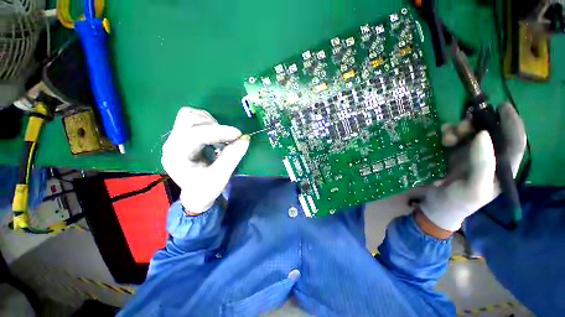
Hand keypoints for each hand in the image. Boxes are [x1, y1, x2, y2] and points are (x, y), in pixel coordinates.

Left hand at [161, 107, 249, 214]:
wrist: (196, 193)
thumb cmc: (206, 189)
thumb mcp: (220, 177)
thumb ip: (232, 157)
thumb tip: (245, 139)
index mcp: (176, 157)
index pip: (194, 135)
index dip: (218, 132)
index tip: (238, 134)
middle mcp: (172, 143)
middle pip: (188, 119)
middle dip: (213, 126)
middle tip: (230, 137)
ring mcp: (176, 138)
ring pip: (190, 115)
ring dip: (211, 123)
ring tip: (222, 136)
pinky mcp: (184, 135)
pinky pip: (195, 118)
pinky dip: (209, 123)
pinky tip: (216, 135)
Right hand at [419, 103, 526, 231]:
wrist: (437, 206)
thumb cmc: (459, 201)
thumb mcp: (474, 187)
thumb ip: (482, 163)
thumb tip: (483, 134)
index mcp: (502, 168)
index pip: (515, 142)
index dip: (512, 123)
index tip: (501, 106)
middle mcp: (489, 158)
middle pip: (490, 133)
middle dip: (477, 124)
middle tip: (463, 123)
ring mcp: (471, 155)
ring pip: (470, 133)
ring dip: (459, 129)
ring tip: (446, 135)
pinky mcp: (454, 154)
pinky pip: (454, 138)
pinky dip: (448, 134)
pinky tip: (441, 137)